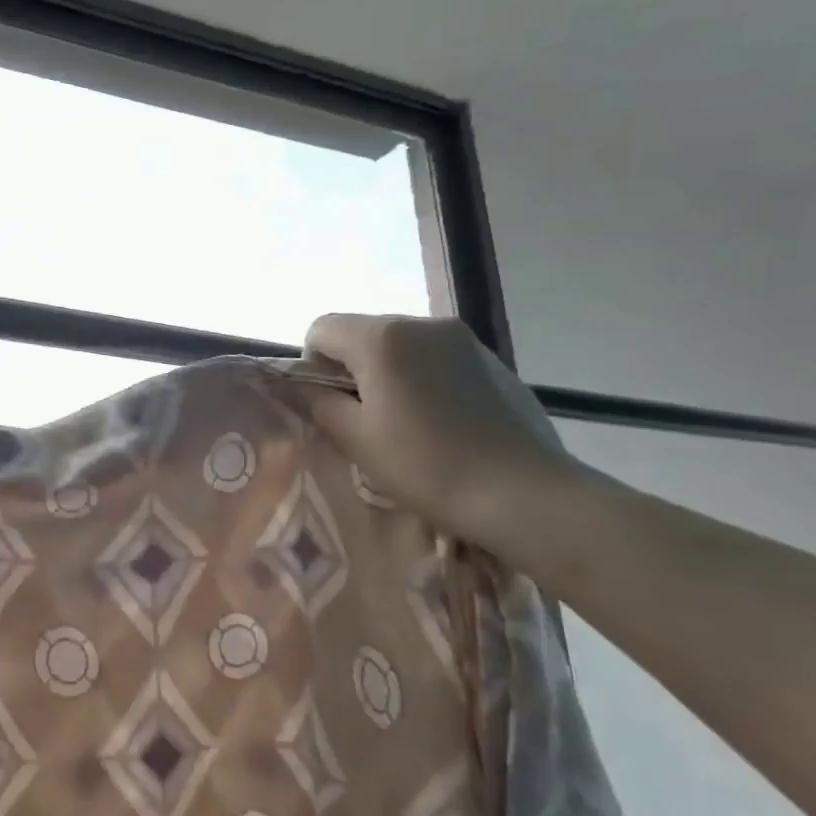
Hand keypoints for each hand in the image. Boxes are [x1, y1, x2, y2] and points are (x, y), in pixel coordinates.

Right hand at [294, 313, 577, 549]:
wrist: (524, 493)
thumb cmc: (427, 466)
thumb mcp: (356, 438)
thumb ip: (315, 402)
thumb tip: (291, 384)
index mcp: (382, 338)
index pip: (321, 329)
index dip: (312, 365)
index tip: (330, 406)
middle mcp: (421, 322)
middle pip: (362, 333)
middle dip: (351, 368)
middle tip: (364, 419)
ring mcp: (461, 337)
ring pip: (400, 344)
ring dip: (388, 372)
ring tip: (406, 421)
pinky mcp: (489, 357)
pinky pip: (435, 356)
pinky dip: (423, 377)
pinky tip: (441, 420)